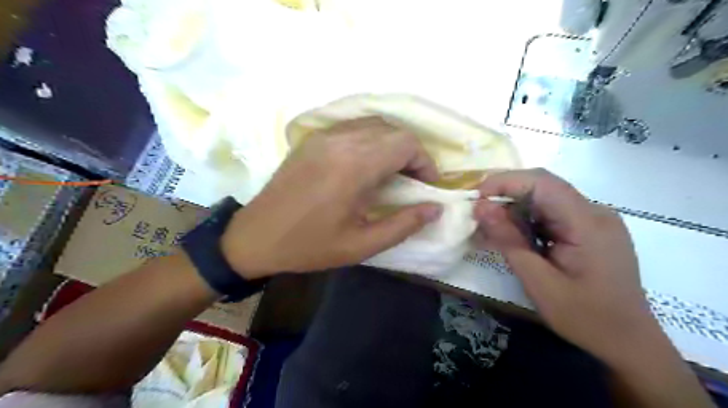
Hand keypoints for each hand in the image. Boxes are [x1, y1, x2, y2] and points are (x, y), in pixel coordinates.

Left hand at [219, 116, 439, 278]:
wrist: (256, 236)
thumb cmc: (310, 245)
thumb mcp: (361, 244)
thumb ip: (403, 224)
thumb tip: (435, 208)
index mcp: (354, 166)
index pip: (405, 143)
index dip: (425, 162)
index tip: (426, 185)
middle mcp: (340, 141)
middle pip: (393, 130)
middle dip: (411, 153)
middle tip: (413, 181)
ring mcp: (323, 136)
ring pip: (374, 125)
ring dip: (392, 145)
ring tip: (393, 173)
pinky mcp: (312, 138)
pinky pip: (353, 128)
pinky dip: (371, 140)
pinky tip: (367, 164)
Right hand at [475, 167, 656, 363]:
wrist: (629, 342)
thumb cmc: (585, 317)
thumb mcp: (539, 282)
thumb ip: (509, 241)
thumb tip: (481, 208)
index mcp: (587, 223)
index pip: (542, 183)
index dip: (505, 182)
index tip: (476, 197)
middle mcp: (595, 212)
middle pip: (544, 187)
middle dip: (507, 194)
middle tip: (479, 213)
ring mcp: (595, 219)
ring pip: (547, 199)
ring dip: (516, 208)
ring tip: (492, 228)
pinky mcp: (591, 229)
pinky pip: (554, 213)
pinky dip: (529, 220)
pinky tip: (516, 237)